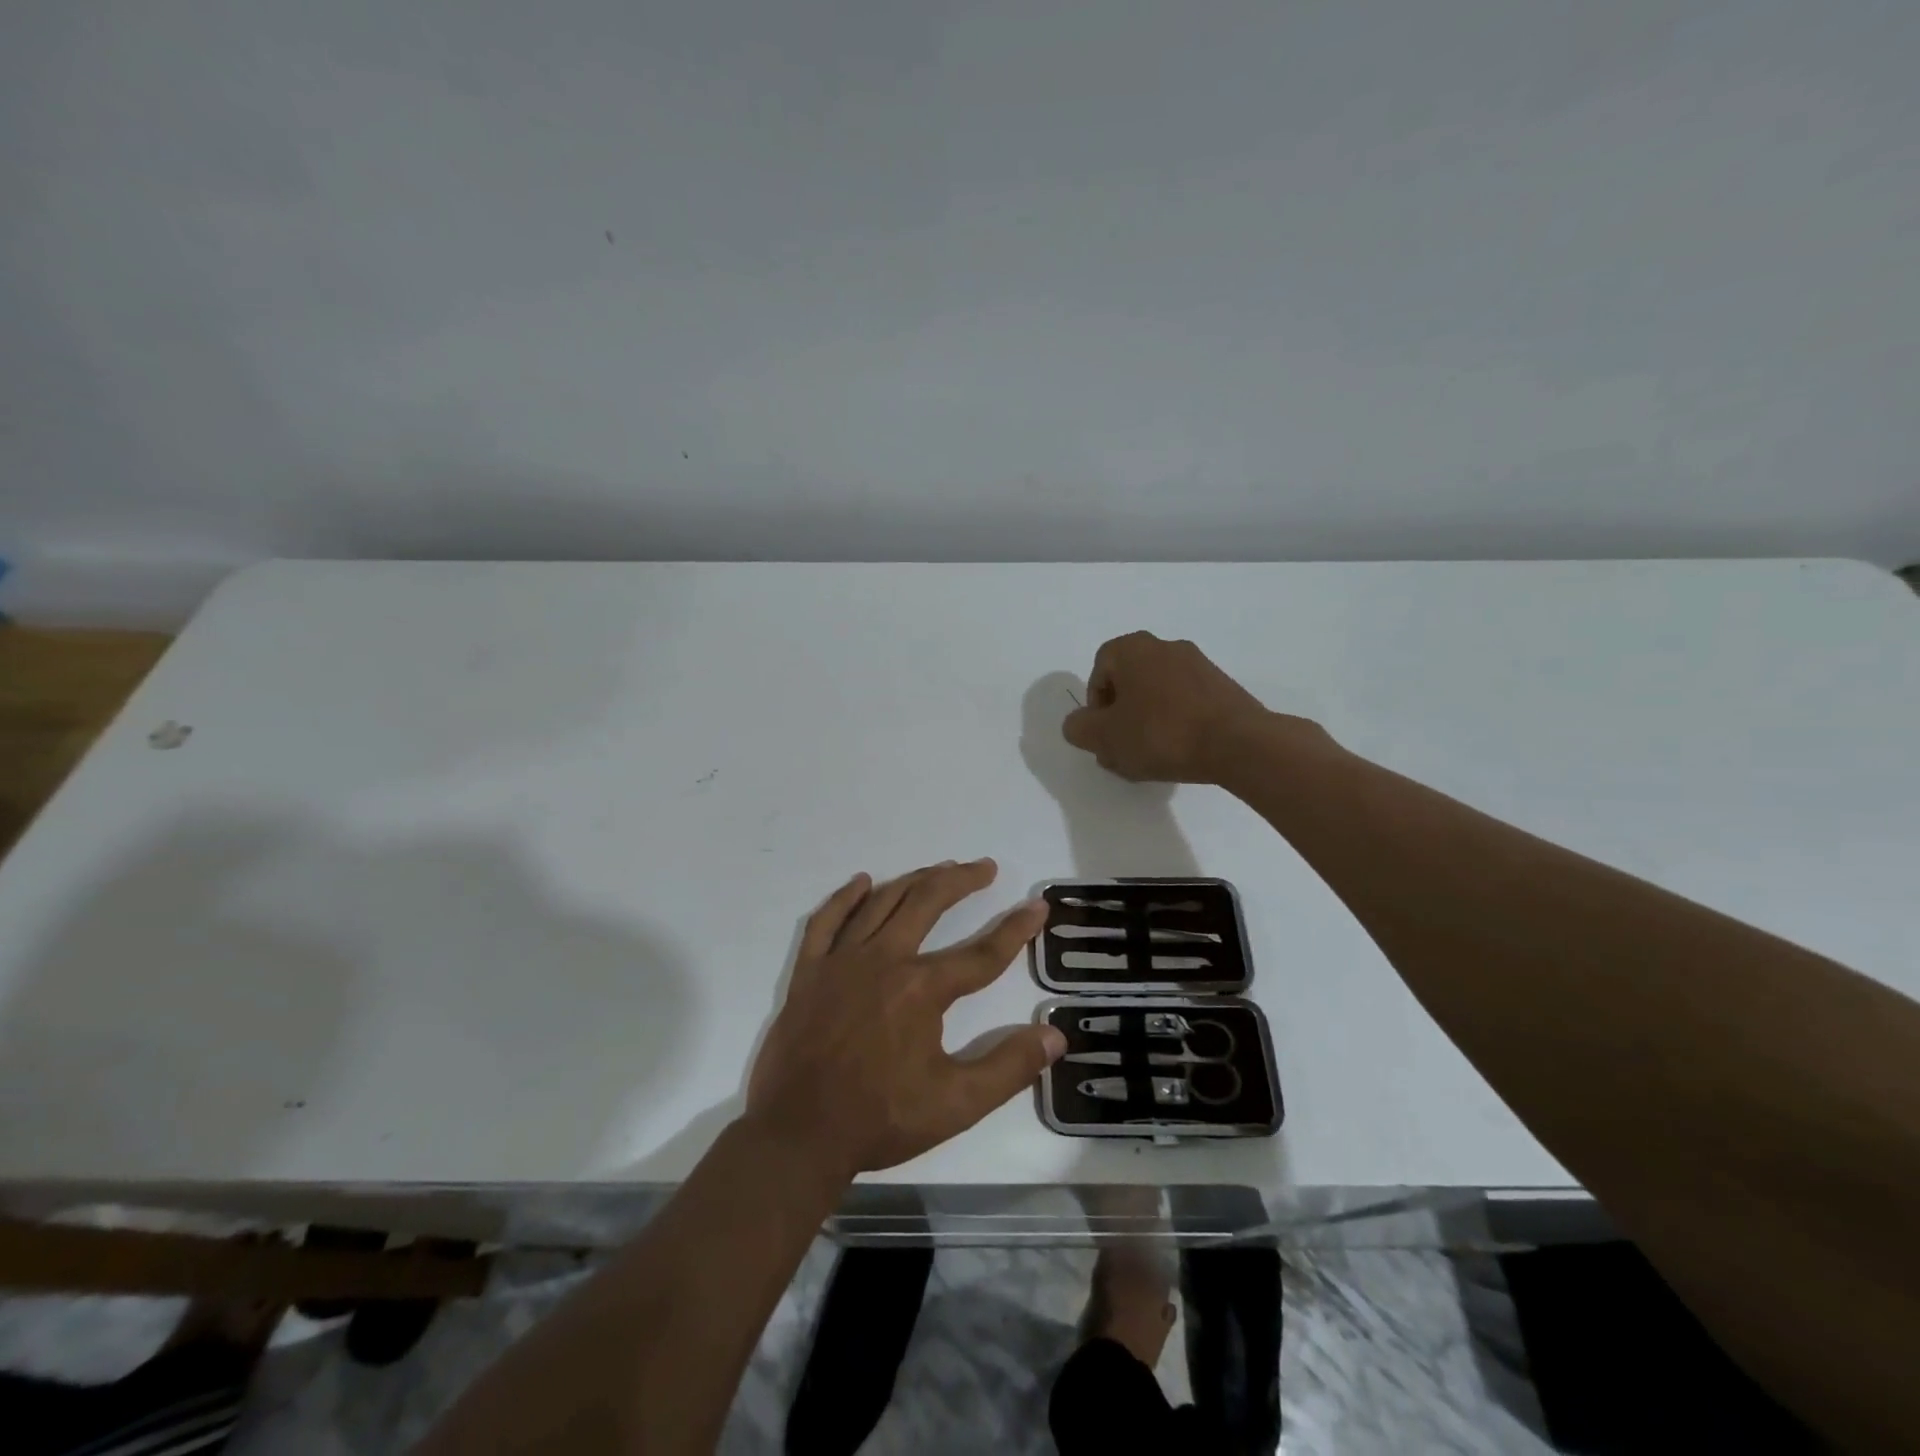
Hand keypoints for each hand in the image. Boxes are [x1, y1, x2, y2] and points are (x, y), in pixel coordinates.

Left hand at [744, 859, 1065, 1180]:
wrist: (798, 1135)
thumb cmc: (880, 1119)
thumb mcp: (956, 1105)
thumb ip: (1009, 1068)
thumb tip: (1054, 1036)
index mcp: (921, 989)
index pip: (981, 953)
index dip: (1014, 929)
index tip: (1036, 906)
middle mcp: (883, 960)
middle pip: (927, 903)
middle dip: (961, 881)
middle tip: (985, 867)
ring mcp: (841, 961)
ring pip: (882, 903)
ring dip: (914, 880)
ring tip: (939, 868)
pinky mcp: (809, 972)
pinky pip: (826, 921)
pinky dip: (846, 897)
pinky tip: (863, 882)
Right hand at [1061, 631, 1292, 783]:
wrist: (1237, 743)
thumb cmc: (1161, 733)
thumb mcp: (1104, 737)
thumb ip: (1079, 728)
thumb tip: (1080, 724)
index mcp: (1134, 648)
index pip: (1100, 669)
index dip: (1095, 705)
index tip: (1104, 733)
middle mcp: (1166, 646)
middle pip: (1129, 682)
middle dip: (1120, 716)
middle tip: (1122, 749)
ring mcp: (1199, 664)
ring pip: (1157, 694)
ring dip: (1147, 722)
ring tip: (1150, 757)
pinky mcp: (1222, 686)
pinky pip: (1185, 703)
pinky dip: (1175, 723)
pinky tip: (1178, 753)